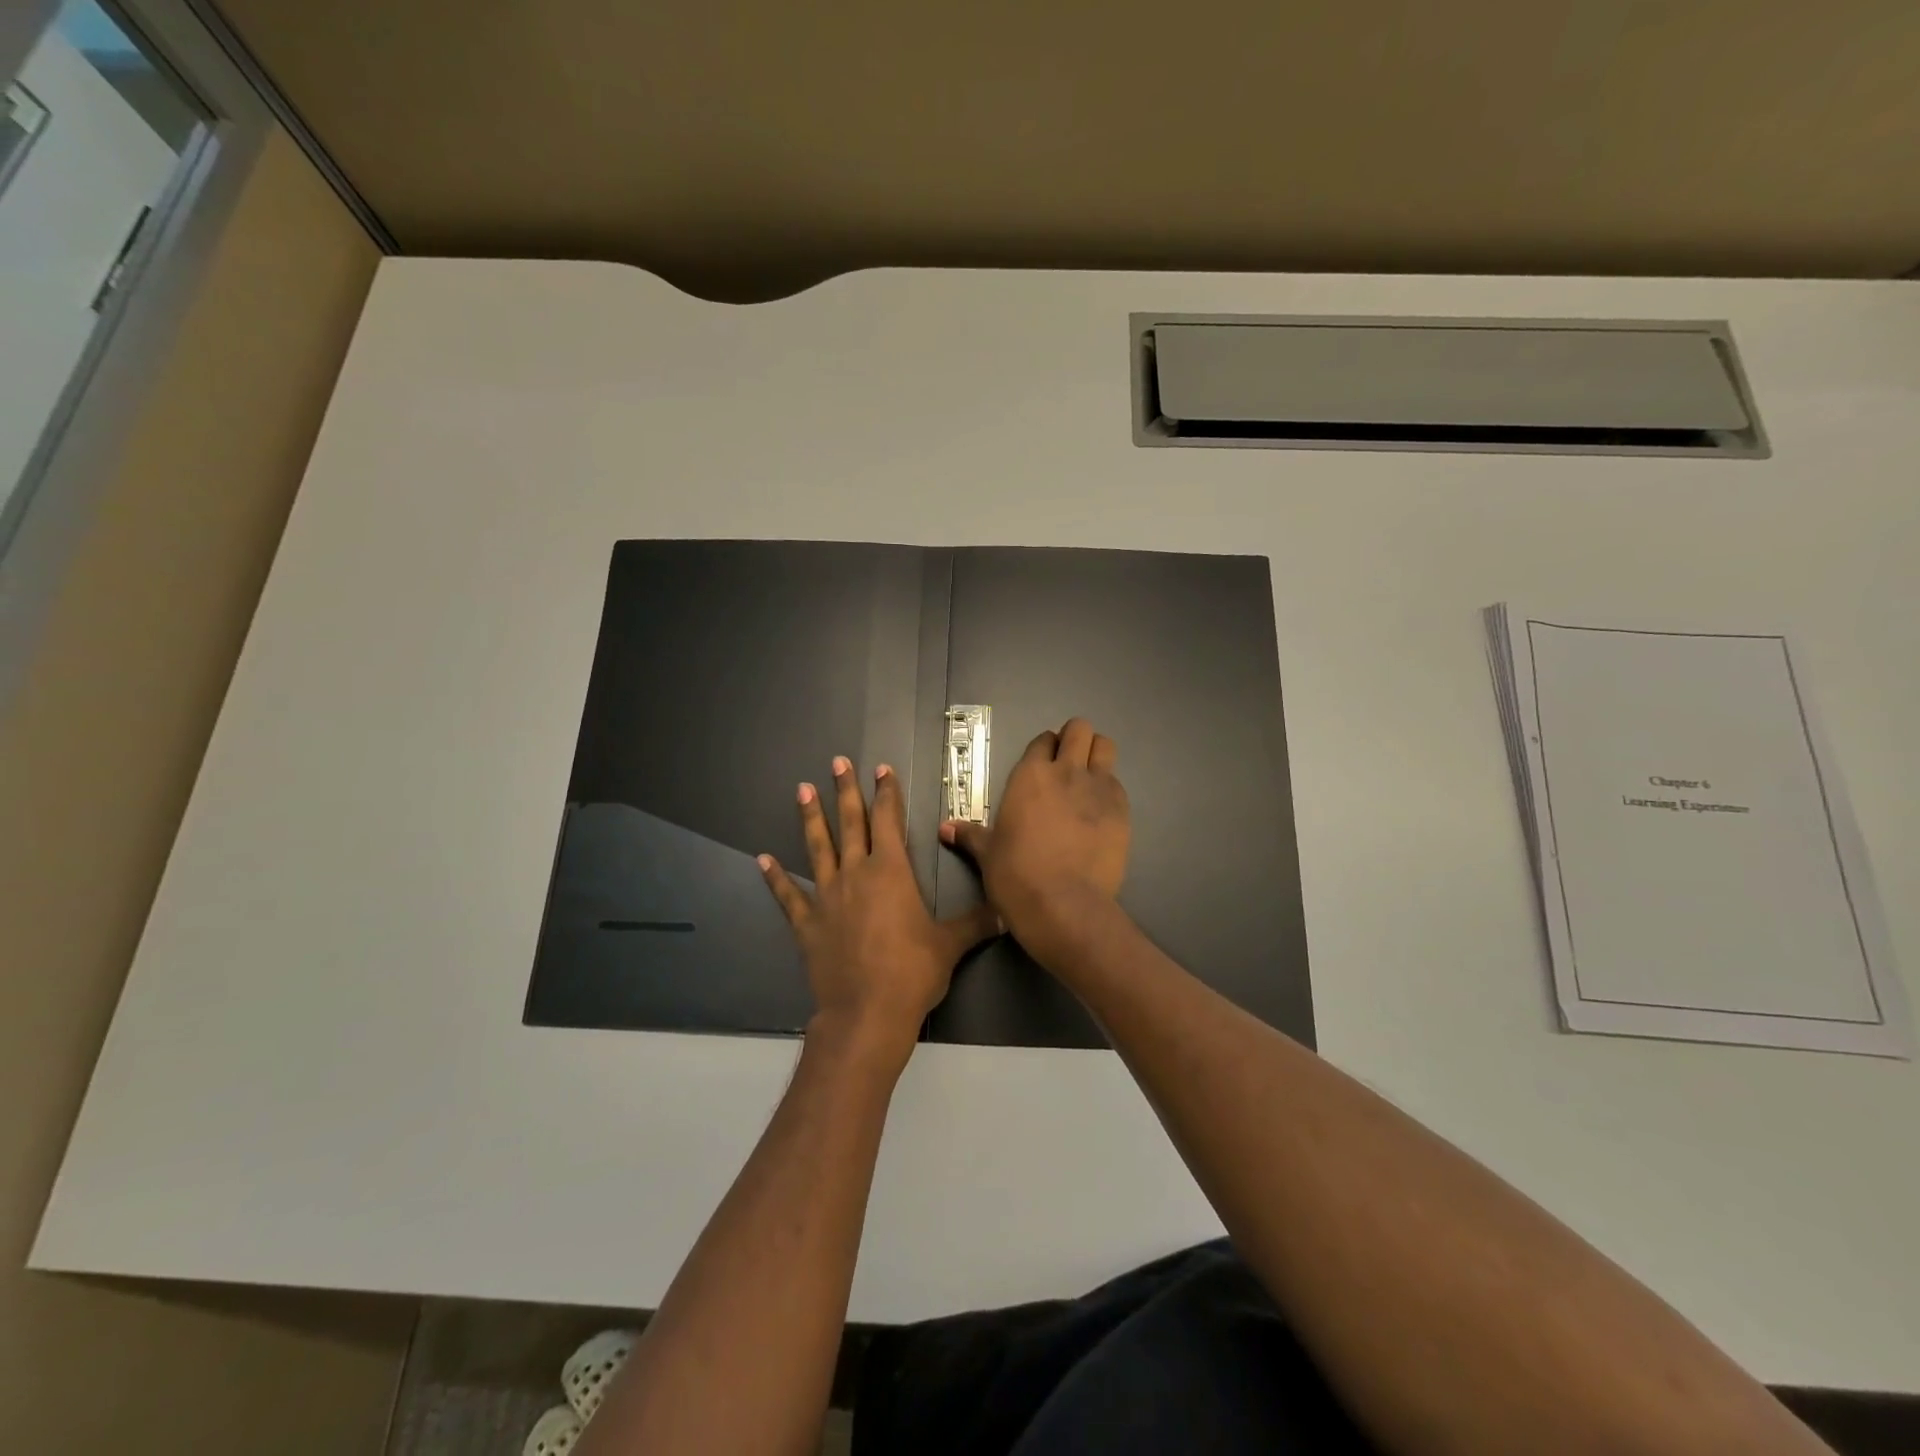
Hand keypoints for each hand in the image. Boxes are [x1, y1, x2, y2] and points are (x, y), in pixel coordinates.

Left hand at [760, 756, 999, 1072]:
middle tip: (837, 762)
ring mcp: (827, 897)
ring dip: (810, 818)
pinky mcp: (807, 923)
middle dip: (845, 791)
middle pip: (850, 823)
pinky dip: (776, 878)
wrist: (867, 1013)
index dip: (886, 793)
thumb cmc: (912, 972)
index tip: (881, 769)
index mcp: (891, 872)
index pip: (889, 820)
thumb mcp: (950, 945)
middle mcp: (856, 874)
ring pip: (818, 848)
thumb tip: (1007, 913)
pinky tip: (762, 860)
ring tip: (802, 790)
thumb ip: (977, 924)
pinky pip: (788, 895)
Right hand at [940, 718, 1129, 961]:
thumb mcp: (988, 854)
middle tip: (1069, 763)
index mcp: (1029, 776)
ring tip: (1089, 779)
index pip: (1042, 740)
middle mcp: (1066, 772)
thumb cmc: (1016, 876)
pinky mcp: (1122, 810)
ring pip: (1105, 747)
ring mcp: (1098, 788)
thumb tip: (944, 828)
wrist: (1062, 905)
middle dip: (1075, 739)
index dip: (1044, 749)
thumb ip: (970, 835)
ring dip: (1097, 755)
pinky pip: (1118, 784)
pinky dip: (1109, 790)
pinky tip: (1100, 813)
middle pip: (1080, 729)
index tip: (1043, 765)